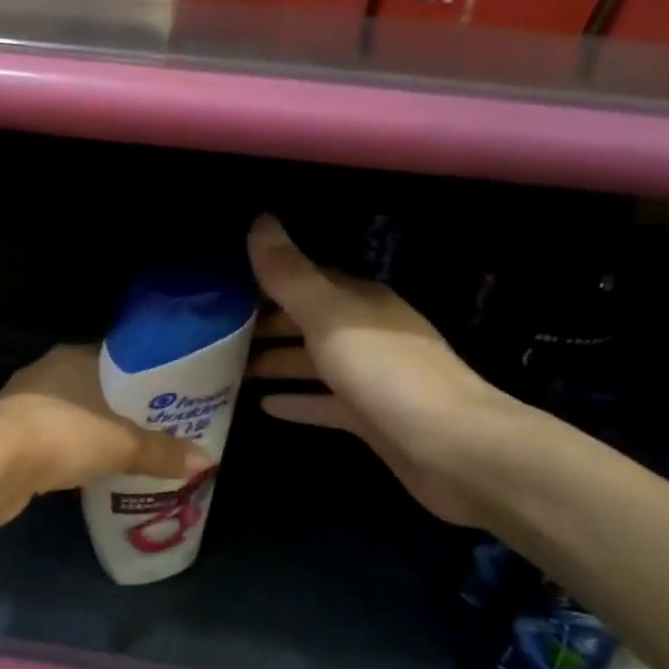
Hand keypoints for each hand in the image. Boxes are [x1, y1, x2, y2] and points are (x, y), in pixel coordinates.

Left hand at [0, 345, 211, 525]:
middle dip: (118, 407)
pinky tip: (83, 468)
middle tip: (151, 428)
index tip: (165, 398)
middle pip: (92, 386)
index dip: (142, 377)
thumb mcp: (121, 445)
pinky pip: (48, 436)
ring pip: (68, 411)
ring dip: (90, 429)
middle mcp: (45, 371)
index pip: (115, 358)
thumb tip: (204, 461)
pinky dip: (66, 448)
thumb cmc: (62, 436)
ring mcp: (21, 401)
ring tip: (122, 450)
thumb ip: (161, 452)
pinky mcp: (7, 432)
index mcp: (72, 357)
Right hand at [246, 215, 519, 526]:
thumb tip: (258, 219)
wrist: (454, 449)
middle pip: (307, 321)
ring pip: (313, 362)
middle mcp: (366, 333)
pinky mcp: (370, 419)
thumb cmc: (386, 372)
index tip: (223, 287)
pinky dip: (296, 401)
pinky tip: (264, 405)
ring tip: (226, 368)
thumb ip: (289, 274)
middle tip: (214, 332)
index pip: (306, 279)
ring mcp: (370, 378)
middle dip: (265, 323)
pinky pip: (323, 403)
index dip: (267, 280)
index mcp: (360, 302)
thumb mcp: (329, 316)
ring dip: (275, 362)